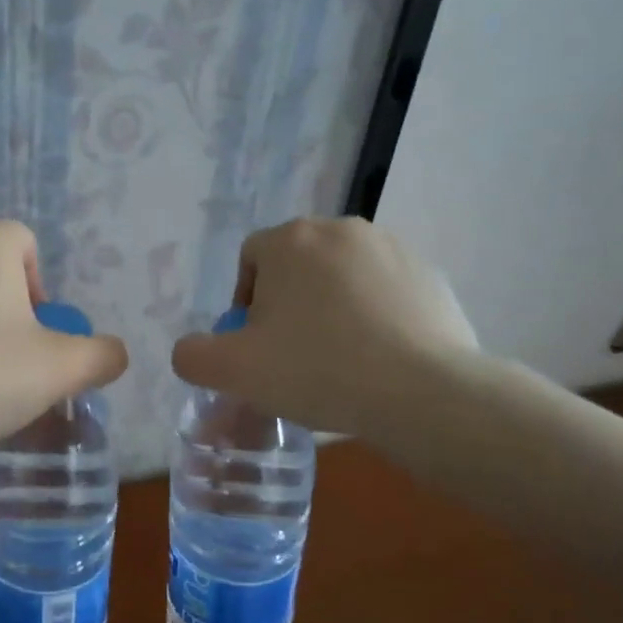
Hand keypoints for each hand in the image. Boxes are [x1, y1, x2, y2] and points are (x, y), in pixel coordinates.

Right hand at [171, 218, 478, 436]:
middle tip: (293, 356)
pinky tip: (377, 358)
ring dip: (330, 309)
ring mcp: (393, 248)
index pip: (250, 260)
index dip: (244, 304)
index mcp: (290, 239)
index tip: (257, 347)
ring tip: (338, 360)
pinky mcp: (430, 275)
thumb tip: (191, 350)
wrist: (423, 393)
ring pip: (341, 278)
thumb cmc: (317, 371)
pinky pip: (383, 293)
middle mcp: (341, 229)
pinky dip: (373, 317)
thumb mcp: (234, 371)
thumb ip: (193, 356)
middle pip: (296, 266)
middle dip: (288, 306)